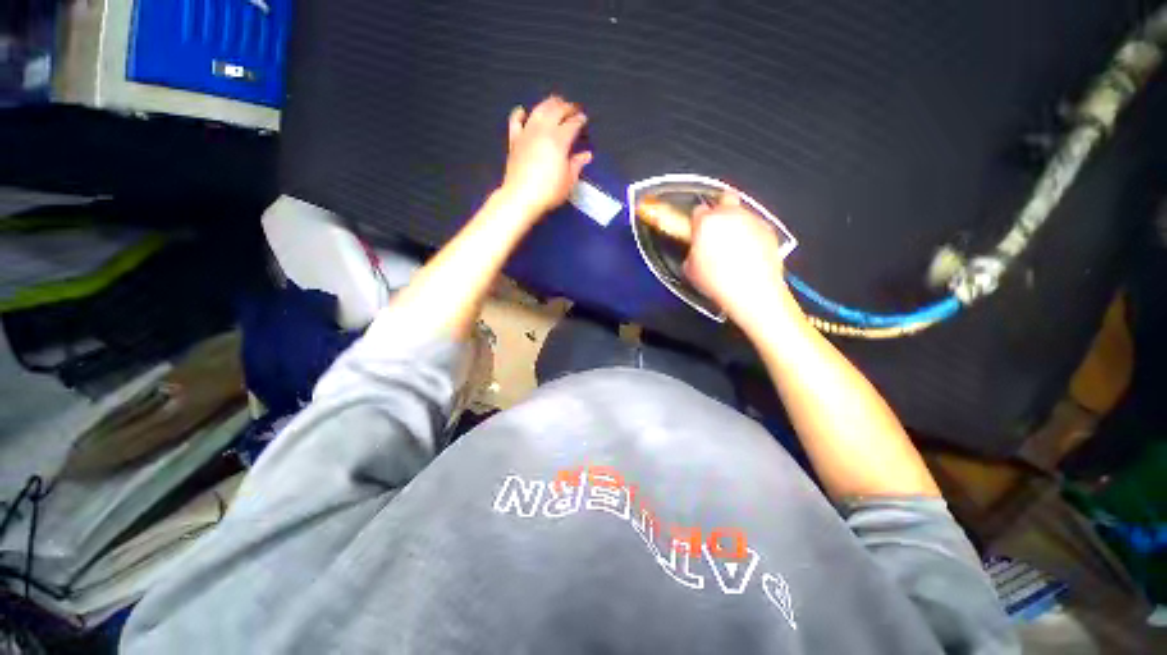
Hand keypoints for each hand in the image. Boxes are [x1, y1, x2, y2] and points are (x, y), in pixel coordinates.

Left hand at [500, 96, 593, 218]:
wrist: (521, 197)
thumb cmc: (548, 192)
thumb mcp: (568, 181)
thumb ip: (577, 164)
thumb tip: (586, 155)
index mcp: (559, 140)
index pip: (572, 123)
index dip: (579, 119)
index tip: (584, 119)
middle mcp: (543, 131)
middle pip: (556, 111)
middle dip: (566, 107)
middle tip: (572, 109)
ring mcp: (527, 133)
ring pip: (538, 110)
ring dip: (548, 104)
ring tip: (555, 103)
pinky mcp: (514, 140)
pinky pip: (515, 121)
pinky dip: (520, 114)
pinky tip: (523, 111)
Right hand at [684, 193, 799, 329]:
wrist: (752, 292)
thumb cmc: (718, 281)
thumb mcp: (690, 270)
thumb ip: (691, 252)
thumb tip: (695, 252)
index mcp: (706, 222)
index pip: (697, 210)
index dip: (696, 222)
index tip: (696, 231)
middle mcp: (730, 215)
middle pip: (723, 199)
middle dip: (719, 210)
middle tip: (715, 229)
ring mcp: (752, 220)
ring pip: (741, 212)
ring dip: (735, 223)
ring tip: (733, 246)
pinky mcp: (768, 229)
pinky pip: (756, 226)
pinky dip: (751, 234)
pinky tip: (747, 253)